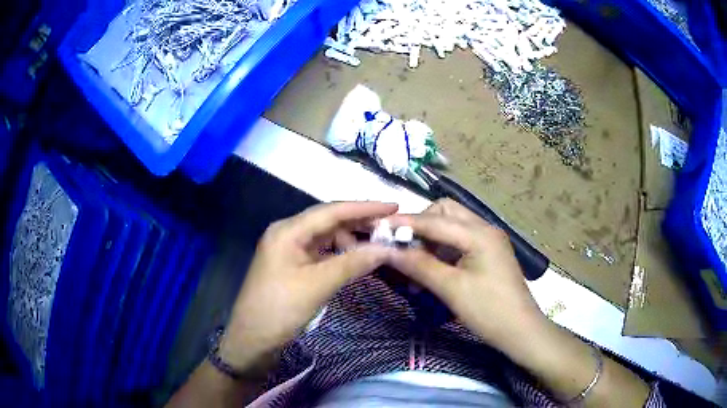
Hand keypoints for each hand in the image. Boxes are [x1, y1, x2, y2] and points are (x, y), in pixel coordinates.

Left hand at [220, 201, 397, 369]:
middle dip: (359, 224)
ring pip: (327, 238)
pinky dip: (341, 256)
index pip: (331, 211)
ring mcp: (290, 250)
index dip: (364, 207)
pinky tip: (357, 261)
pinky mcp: (293, 266)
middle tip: (390, 229)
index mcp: (288, 231)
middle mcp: (288, 234)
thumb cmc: (280, 309)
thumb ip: (352, 263)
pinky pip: (322, 254)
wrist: (252, 339)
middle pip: (329, 222)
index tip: (393, 206)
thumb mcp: (318, 285)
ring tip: (376, 249)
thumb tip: (386, 248)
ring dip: (351, 241)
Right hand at [389, 198, 544, 347]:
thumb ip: (419, 265)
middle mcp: (484, 229)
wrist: (521, 331)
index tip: (378, 228)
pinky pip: (459, 242)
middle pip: (445, 212)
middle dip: (421, 226)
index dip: (405, 223)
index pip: (434, 220)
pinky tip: (432, 272)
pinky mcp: (488, 254)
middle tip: (405, 248)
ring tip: (415, 267)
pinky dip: (442, 252)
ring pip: (452, 227)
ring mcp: (488, 241)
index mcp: (478, 233)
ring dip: (430, 241)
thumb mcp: (451, 289)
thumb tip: (387, 250)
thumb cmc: (489, 311)